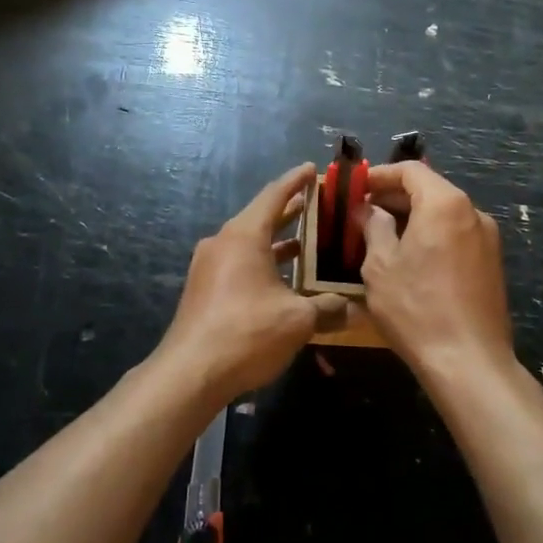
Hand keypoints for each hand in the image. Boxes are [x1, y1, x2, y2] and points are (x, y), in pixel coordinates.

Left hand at [158, 163, 347, 403]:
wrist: (190, 373)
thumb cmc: (247, 333)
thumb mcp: (297, 320)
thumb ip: (327, 308)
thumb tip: (352, 308)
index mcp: (244, 235)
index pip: (274, 195)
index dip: (296, 181)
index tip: (313, 169)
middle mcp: (223, 242)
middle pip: (261, 217)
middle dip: (291, 212)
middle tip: (320, 206)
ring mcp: (209, 266)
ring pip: (250, 243)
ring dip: (278, 242)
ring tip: (309, 243)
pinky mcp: (204, 289)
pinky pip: (239, 264)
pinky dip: (264, 263)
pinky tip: (284, 281)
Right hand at [361, 161, 512, 373]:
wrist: (469, 362)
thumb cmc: (416, 307)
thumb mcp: (380, 265)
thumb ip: (373, 227)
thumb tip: (367, 210)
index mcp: (444, 204)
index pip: (410, 170)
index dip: (379, 175)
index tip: (355, 187)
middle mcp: (472, 212)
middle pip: (429, 189)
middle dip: (394, 197)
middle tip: (362, 213)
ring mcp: (487, 238)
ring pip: (443, 213)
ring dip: (412, 217)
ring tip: (380, 236)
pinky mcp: (492, 263)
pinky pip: (455, 235)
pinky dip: (431, 235)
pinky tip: (409, 258)